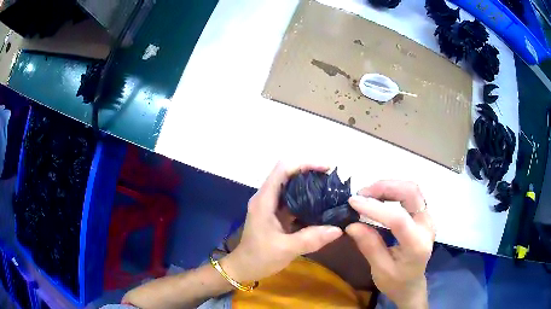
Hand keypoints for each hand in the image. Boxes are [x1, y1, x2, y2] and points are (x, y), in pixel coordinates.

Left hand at [221, 162, 342, 282]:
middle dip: (310, 173)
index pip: (283, 169)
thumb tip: (338, 229)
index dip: (305, 164)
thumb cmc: (259, 257)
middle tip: (332, 181)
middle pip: (288, 174)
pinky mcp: (275, 215)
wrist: (244, 268)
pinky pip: (293, 201)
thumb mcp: (286, 249)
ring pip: (291, 187)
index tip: (327, 169)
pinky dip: (307, 201)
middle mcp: (267, 198)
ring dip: (309, 187)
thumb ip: (311, 239)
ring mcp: (270, 206)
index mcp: (264, 200)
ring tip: (330, 191)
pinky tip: (321, 207)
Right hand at [346, 181, 434, 308]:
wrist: (412, 285)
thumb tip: (351, 224)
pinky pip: (410, 194)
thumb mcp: (380, 270)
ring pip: (411, 189)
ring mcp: (427, 218)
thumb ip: (369, 246)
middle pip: (411, 193)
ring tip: (367, 195)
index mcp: (417, 245)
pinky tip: (379, 197)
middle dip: (385, 187)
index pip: (398, 218)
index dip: (375, 207)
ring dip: (388, 186)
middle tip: (361, 194)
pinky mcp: (423, 215)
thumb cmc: (396, 282)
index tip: (353, 202)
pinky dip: (393, 190)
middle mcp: (427, 225)